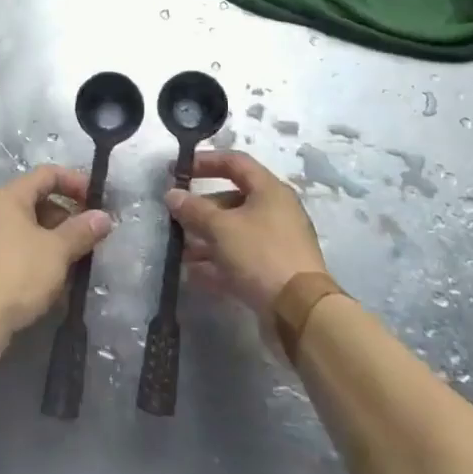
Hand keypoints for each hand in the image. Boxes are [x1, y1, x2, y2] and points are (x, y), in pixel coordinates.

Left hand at [0, 165, 112, 358]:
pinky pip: (21, 248)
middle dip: (68, 215)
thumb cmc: (18, 273)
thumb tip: (104, 217)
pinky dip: (42, 255)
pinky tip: (57, 277)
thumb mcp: (57, 250)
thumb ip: (81, 230)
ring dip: (57, 239)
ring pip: (31, 227)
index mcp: (10, 196)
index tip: (98, 200)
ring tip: (79, 259)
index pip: (47, 174)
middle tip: (92, 235)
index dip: (75, 181)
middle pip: (39, 200)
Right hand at [168, 150, 326, 318]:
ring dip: (205, 239)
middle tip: (175, 217)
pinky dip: (218, 262)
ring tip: (180, 251)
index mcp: (269, 190)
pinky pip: (240, 258)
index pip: (235, 162)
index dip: (205, 162)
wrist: (300, 312)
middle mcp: (275, 211)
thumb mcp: (221, 228)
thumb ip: (193, 209)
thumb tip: (172, 194)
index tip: (178, 170)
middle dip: (201, 209)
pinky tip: (193, 273)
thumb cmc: (260, 254)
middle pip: (232, 200)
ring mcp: (276, 243)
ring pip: (234, 232)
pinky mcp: (273, 271)